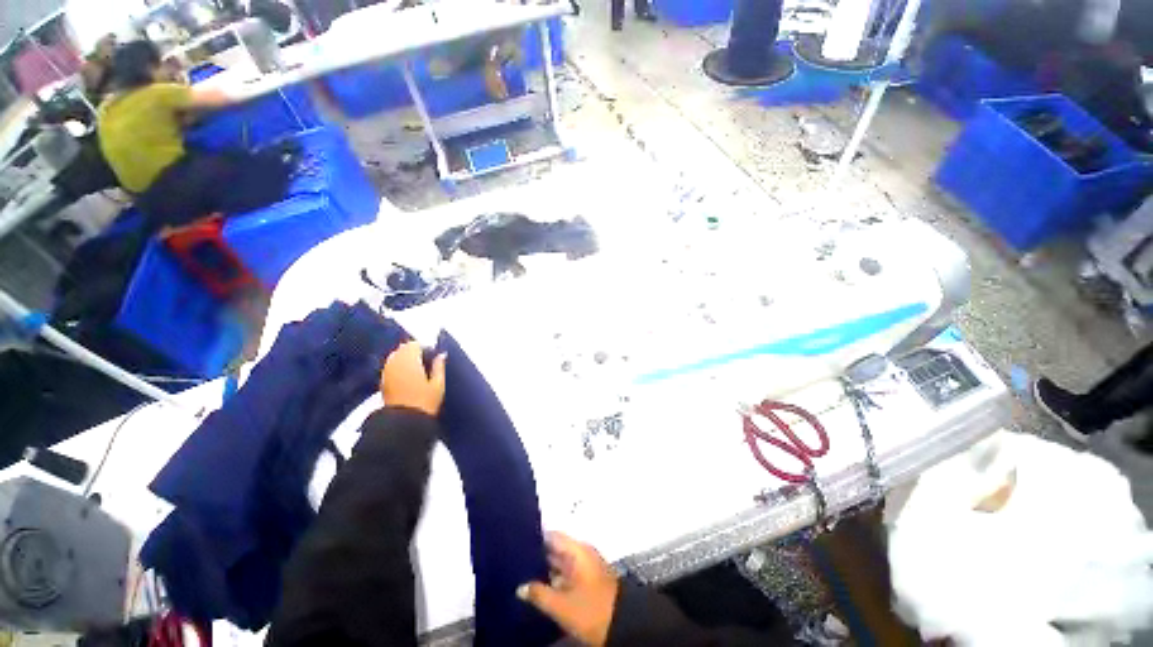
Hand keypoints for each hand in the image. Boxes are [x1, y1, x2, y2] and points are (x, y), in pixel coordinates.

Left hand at [380, 342, 445, 416]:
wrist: (403, 423)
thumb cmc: (425, 402)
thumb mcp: (438, 384)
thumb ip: (439, 366)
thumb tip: (441, 354)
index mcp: (409, 360)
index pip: (414, 345)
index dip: (425, 348)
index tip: (433, 357)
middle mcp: (395, 363)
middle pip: (403, 349)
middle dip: (414, 352)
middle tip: (426, 363)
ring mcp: (386, 372)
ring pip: (395, 357)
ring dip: (405, 359)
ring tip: (417, 370)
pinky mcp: (382, 382)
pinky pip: (390, 367)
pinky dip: (398, 368)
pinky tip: (407, 378)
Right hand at [518, 532, 618, 646]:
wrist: (623, 626)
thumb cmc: (592, 610)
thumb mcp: (562, 605)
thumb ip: (539, 594)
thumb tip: (520, 587)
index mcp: (577, 551)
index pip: (552, 536)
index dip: (535, 537)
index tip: (517, 541)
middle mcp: (581, 554)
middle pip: (556, 549)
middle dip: (537, 555)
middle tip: (513, 561)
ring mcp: (585, 568)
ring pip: (560, 564)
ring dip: (544, 570)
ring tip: (520, 575)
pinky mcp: (587, 583)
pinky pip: (566, 575)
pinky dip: (553, 580)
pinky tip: (537, 590)